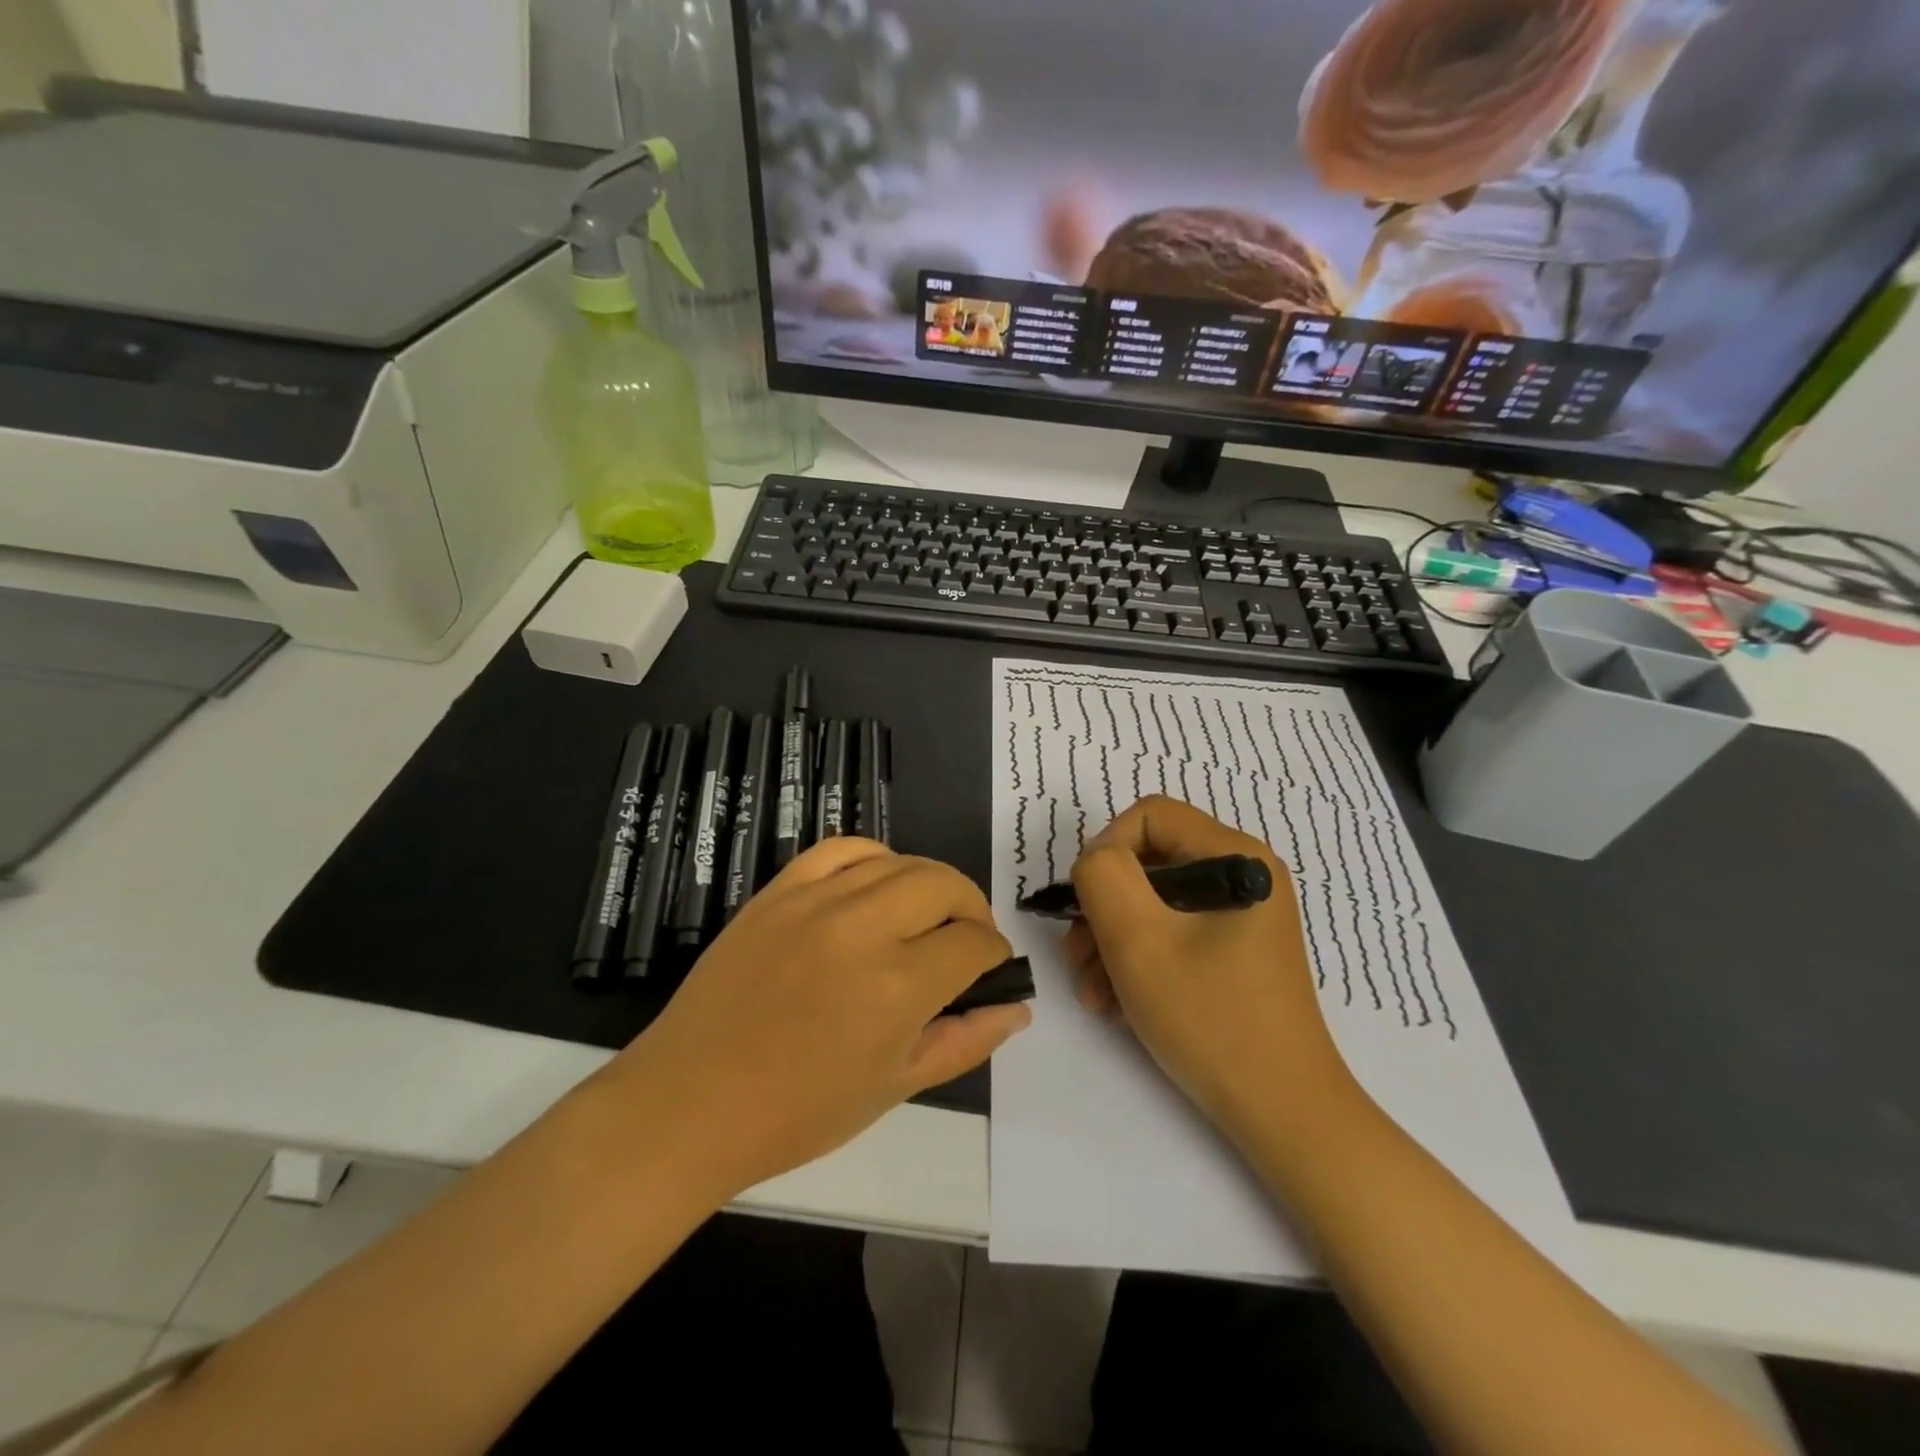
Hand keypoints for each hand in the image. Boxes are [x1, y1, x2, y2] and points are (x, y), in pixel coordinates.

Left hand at [603, 838, 1029, 1198]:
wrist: (691, 1103)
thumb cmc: (798, 1112)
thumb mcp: (894, 1088)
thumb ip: (964, 1041)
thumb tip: (1016, 1008)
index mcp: (898, 986)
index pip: (973, 944)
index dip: (994, 955)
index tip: (989, 969)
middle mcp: (862, 928)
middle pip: (945, 886)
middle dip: (972, 909)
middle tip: (966, 940)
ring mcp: (816, 901)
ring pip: (900, 862)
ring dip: (929, 885)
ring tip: (925, 915)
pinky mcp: (779, 890)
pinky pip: (840, 849)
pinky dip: (873, 859)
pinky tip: (876, 884)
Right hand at [1065, 796, 1361, 1141]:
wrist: (1283, 1116)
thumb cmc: (1211, 1019)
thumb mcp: (1139, 940)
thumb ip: (1102, 877)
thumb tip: (1096, 861)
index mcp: (1236, 856)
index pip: (1150, 815)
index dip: (1105, 849)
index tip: (1084, 904)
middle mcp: (1244, 876)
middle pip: (1149, 862)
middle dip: (1103, 907)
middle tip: (1077, 957)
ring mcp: (1240, 917)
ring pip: (1154, 903)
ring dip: (1111, 941)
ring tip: (1093, 992)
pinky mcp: (1233, 952)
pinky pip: (1172, 934)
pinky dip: (1138, 961)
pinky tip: (1116, 1003)